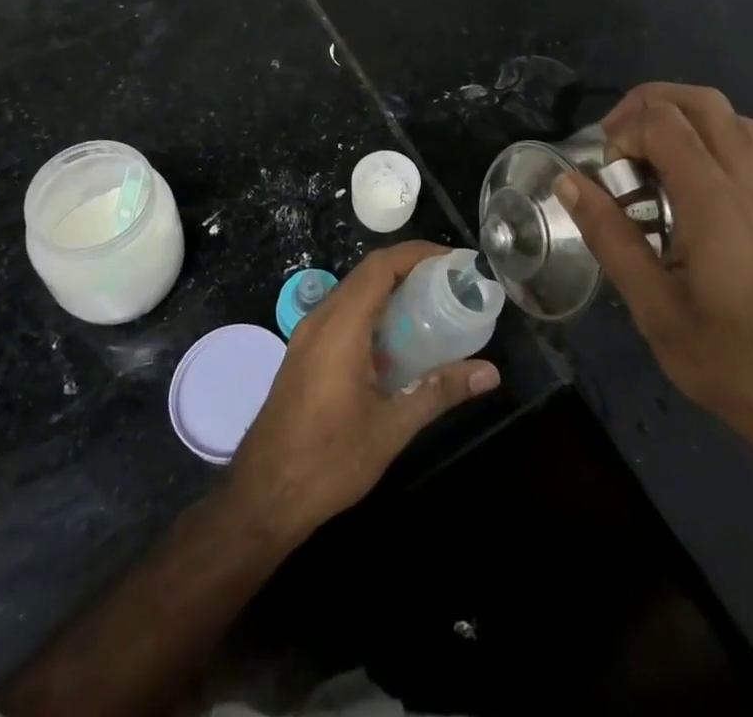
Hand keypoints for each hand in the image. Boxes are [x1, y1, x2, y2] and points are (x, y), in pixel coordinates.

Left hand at [228, 241, 500, 540]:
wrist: (262, 498)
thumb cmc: (328, 462)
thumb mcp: (391, 428)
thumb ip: (439, 391)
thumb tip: (490, 373)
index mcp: (340, 327)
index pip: (380, 266)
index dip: (417, 253)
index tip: (453, 260)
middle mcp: (320, 320)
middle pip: (367, 274)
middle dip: (409, 269)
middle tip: (450, 282)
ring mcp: (307, 336)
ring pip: (353, 293)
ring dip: (390, 290)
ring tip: (432, 305)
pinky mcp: (303, 354)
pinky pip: (341, 314)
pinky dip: (372, 312)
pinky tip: (397, 341)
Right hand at [559, 83, 752, 461]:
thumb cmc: (727, 361)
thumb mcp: (653, 307)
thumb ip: (610, 237)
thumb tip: (568, 181)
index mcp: (714, 204)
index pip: (665, 123)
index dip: (623, 133)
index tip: (605, 177)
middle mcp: (746, 184)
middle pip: (702, 101)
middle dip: (649, 104)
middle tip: (616, 142)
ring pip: (731, 116)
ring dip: (683, 115)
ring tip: (647, 151)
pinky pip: (748, 142)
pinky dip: (710, 135)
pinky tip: (685, 177)